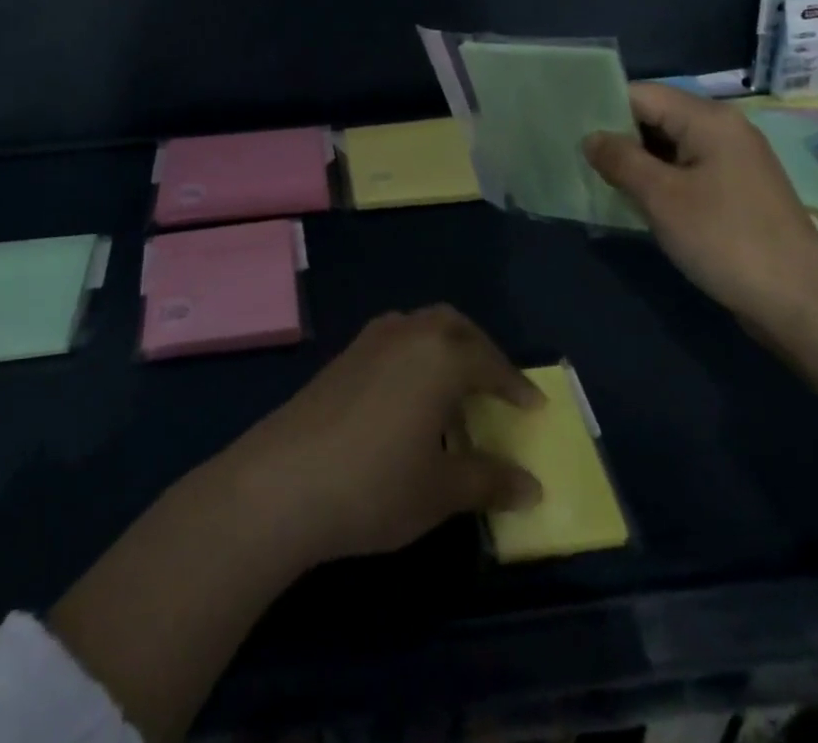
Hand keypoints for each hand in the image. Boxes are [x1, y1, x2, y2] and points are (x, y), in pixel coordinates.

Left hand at [203, 306, 543, 568]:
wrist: (283, 482)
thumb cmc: (376, 484)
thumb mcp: (440, 490)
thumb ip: (489, 482)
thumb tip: (532, 487)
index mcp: (440, 356)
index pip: (490, 362)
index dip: (515, 385)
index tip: (534, 406)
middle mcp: (407, 334)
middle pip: (453, 326)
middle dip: (480, 349)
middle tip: (495, 384)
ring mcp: (369, 341)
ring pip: (419, 327)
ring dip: (443, 348)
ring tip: (452, 393)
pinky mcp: (341, 358)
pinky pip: (393, 341)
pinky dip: (414, 357)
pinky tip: (408, 399)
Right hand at [583, 84, 817, 329]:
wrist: (801, 301)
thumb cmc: (726, 238)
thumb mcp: (662, 197)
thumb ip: (621, 160)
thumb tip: (591, 138)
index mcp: (708, 119)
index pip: (642, 94)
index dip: (604, 107)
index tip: (568, 128)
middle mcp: (722, 130)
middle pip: (656, 117)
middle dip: (616, 136)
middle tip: (575, 157)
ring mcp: (731, 162)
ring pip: (669, 148)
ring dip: (635, 162)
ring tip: (594, 178)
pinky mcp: (734, 192)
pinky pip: (685, 172)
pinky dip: (658, 181)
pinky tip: (633, 201)